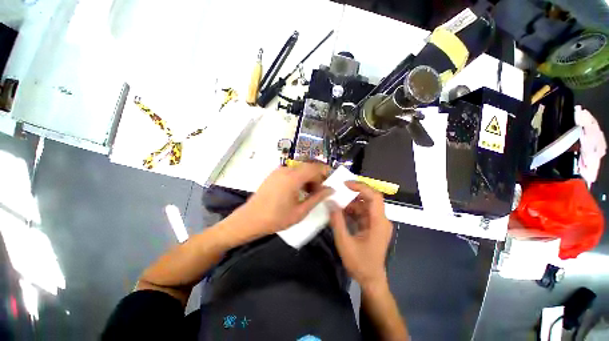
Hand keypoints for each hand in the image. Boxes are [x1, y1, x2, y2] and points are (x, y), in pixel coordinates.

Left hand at [236, 162, 333, 235]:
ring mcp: (278, 171)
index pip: (315, 167)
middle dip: (317, 178)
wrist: (250, 219)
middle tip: (319, 192)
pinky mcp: (274, 175)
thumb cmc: (276, 218)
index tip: (330, 183)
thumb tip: (330, 190)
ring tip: (309, 194)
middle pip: (308, 167)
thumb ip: (317, 198)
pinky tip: (297, 192)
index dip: (325, 172)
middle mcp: (286, 170)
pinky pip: (291, 172)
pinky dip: (299, 179)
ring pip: (300, 170)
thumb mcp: (300, 211)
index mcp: (293, 178)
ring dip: (307, 179)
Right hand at [329, 181, 392, 287]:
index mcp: (379, 222)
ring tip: (336, 202)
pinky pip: (362, 212)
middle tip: (338, 190)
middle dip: (354, 193)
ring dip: (351, 203)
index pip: (374, 197)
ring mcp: (377, 223)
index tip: (345, 184)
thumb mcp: (344, 242)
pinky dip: (352, 210)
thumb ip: (337, 221)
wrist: (371, 280)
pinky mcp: (372, 226)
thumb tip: (330, 202)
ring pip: (364, 205)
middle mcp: (381, 220)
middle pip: (370, 199)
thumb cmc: (360, 264)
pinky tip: (341, 212)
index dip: (361, 187)